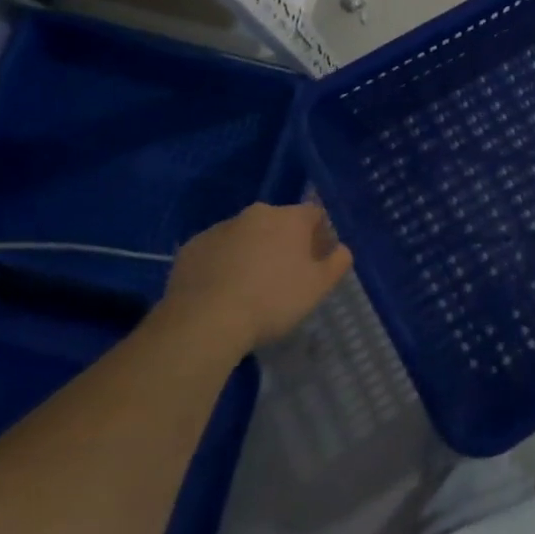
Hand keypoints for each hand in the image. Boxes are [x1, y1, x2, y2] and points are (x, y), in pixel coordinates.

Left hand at [159, 203, 351, 349]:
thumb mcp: (317, 288)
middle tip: (284, 276)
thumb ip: (337, 263)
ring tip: (249, 288)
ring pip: (245, 235)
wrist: (205, 320)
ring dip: (252, 252)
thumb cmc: (272, 301)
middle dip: (284, 242)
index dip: (320, 235)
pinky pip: (216, 251)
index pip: (314, 214)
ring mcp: (220, 228)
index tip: (317, 260)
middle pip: (278, 222)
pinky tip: (221, 292)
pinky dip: (222, 263)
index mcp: (290, 218)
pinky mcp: (192, 247)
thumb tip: (342, 249)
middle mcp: (256, 214)